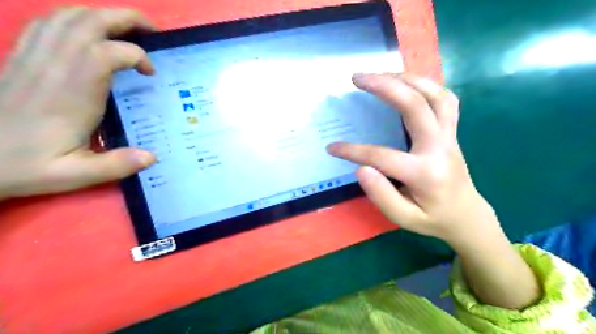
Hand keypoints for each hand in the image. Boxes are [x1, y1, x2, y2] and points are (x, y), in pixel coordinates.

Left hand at [0, 8, 156, 199]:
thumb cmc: (25, 165)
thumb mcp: (75, 175)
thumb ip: (116, 165)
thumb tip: (152, 157)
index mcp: (72, 94)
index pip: (107, 53)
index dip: (137, 55)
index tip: (150, 74)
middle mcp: (53, 67)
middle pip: (89, 22)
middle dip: (127, 19)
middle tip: (152, 32)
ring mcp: (34, 57)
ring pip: (69, 16)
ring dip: (103, 16)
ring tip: (128, 30)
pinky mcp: (23, 57)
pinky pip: (49, 23)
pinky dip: (75, 20)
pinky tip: (90, 34)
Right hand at [326, 74, 498, 243]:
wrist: (466, 215)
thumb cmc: (433, 219)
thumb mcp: (404, 218)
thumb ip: (382, 195)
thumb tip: (361, 168)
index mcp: (425, 173)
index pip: (382, 156)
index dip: (353, 151)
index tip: (331, 148)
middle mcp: (440, 147)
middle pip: (415, 106)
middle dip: (384, 86)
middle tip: (357, 78)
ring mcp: (449, 136)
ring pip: (434, 94)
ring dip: (406, 78)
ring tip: (380, 74)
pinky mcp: (452, 131)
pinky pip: (444, 99)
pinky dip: (425, 85)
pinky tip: (406, 83)